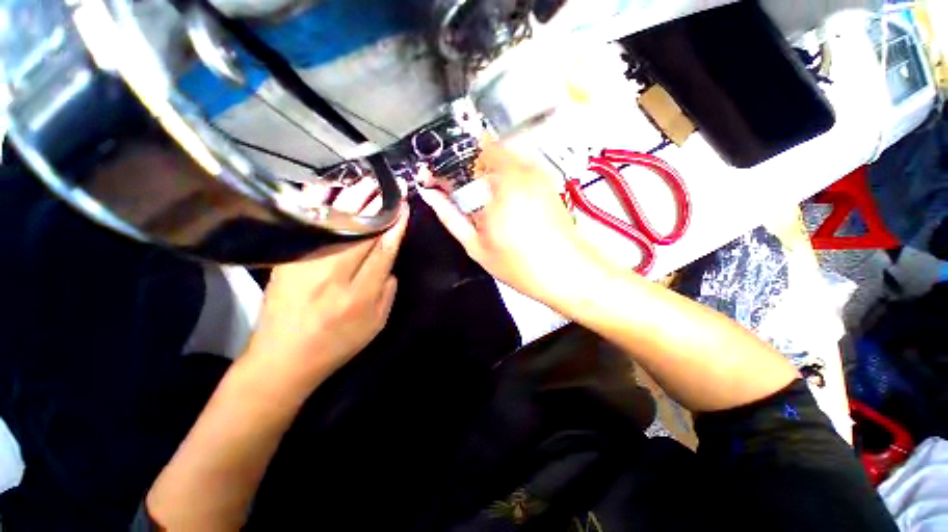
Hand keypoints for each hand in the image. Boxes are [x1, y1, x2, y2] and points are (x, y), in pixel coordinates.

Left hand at [245, 184, 408, 392]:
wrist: (283, 358)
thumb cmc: (337, 344)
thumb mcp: (376, 324)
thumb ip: (388, 291)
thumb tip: (390, 262)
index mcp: (359, 296)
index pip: (383, 252)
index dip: (395, 228)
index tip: (403, 209)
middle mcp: (333, 277)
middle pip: (359, 234)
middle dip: (376, 208)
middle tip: (388, 188)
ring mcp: (306, 267)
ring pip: (334, 226)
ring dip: (352, 202)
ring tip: (365, 183)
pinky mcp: (287, 263)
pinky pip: (306, 228)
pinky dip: (317, 206)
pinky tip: (327, 189)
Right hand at [419, 143, 605, 305]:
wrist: (565, 271)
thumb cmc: (521, 264)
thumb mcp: (476, 246)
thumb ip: (450, 217)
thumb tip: (432, 197)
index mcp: (499, 185)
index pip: (466, 151)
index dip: (449, 160)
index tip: (440, 174)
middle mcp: (520, 170)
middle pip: (485, 147)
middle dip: (468, 163)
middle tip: (460, 187)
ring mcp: (537, 173)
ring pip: (504, 152)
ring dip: (487, 167)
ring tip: (481, 195)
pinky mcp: (548, 180)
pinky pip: (520, 164)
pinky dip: (505, 173)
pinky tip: (503, 199)